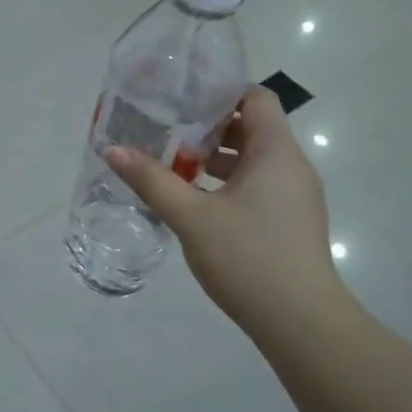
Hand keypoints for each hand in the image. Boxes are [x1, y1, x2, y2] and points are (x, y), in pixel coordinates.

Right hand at [105, 86, 343, 338]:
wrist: (300, 320)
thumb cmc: (246, 257)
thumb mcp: (190, 216)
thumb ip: (151, 180)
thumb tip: (112, 150)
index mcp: (275, 151)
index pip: (255, 97)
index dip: (220, 91)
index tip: (181, 98)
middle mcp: (292, 165)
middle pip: (253, 127)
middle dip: (209, 127)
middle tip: (167, 130)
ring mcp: (296, 195)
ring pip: (255, 160)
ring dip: (217, 159)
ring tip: (174, 165)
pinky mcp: (292, 221)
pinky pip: (260, 185)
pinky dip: (229, 183)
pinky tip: (197, 202)